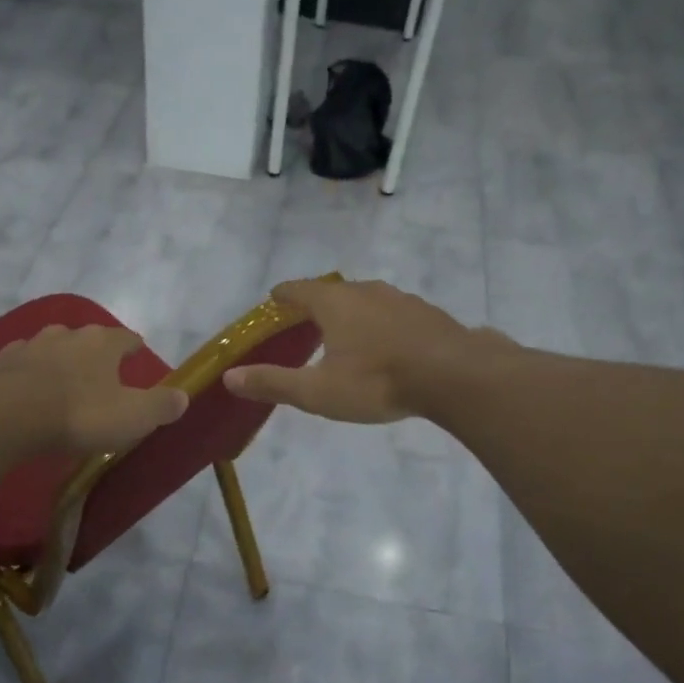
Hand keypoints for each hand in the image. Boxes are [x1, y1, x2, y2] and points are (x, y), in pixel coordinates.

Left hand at [0, 325, 187, 454]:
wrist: (2, 416)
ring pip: (47, 350)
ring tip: (58, 387)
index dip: (133, 347)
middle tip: (97, 376)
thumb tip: (183, 396)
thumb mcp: (133, 416)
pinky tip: (20, 397)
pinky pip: (14, 369)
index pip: (126, 338)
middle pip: (84, 339)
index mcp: (101, 343)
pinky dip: (21, 379)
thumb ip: (161, 405)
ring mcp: (26, 347)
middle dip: (91, 354)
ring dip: (54, 364)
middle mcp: (64, 336)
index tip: (136, 354)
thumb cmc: (78, 413)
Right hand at [224, 278, 502, 423]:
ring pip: (366, 300)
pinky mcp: (427, 313)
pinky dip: (381, 324)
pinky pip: (394, 313)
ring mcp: (400, 299)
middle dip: (316, 305)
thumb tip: (229, 377)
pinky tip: (388, 344)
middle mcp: (365, 291)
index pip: (298, 290)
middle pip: (332, 291)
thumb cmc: (377, 381)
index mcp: (334, 303)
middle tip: (306, 322)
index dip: (282, 296)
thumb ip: (273, 383)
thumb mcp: (318, 391)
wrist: (454, 375)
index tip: (273, 300)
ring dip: (352, 313)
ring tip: (346, 334)